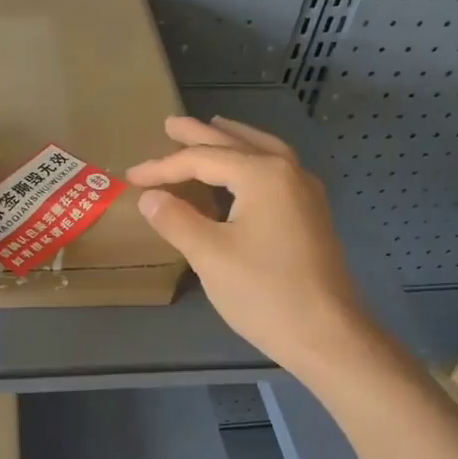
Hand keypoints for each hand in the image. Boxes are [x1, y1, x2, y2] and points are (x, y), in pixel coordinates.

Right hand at [125, 116, 374, 380]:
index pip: (202, 160)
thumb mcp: (209, 255)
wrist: (326, 334)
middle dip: (200, 135)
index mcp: (263, 175)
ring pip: (263, 152)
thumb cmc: (264, 292)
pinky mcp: (310, 215)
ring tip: (212, 129)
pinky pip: (276, 171)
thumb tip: (149, 197)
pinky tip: (242, 173)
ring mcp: (305, 193)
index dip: (163, 167)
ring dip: (233, 140)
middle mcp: (288, 172)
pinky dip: (251, 161)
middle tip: (171, 124)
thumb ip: (176, 219)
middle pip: (236, 143)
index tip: (131, 176)